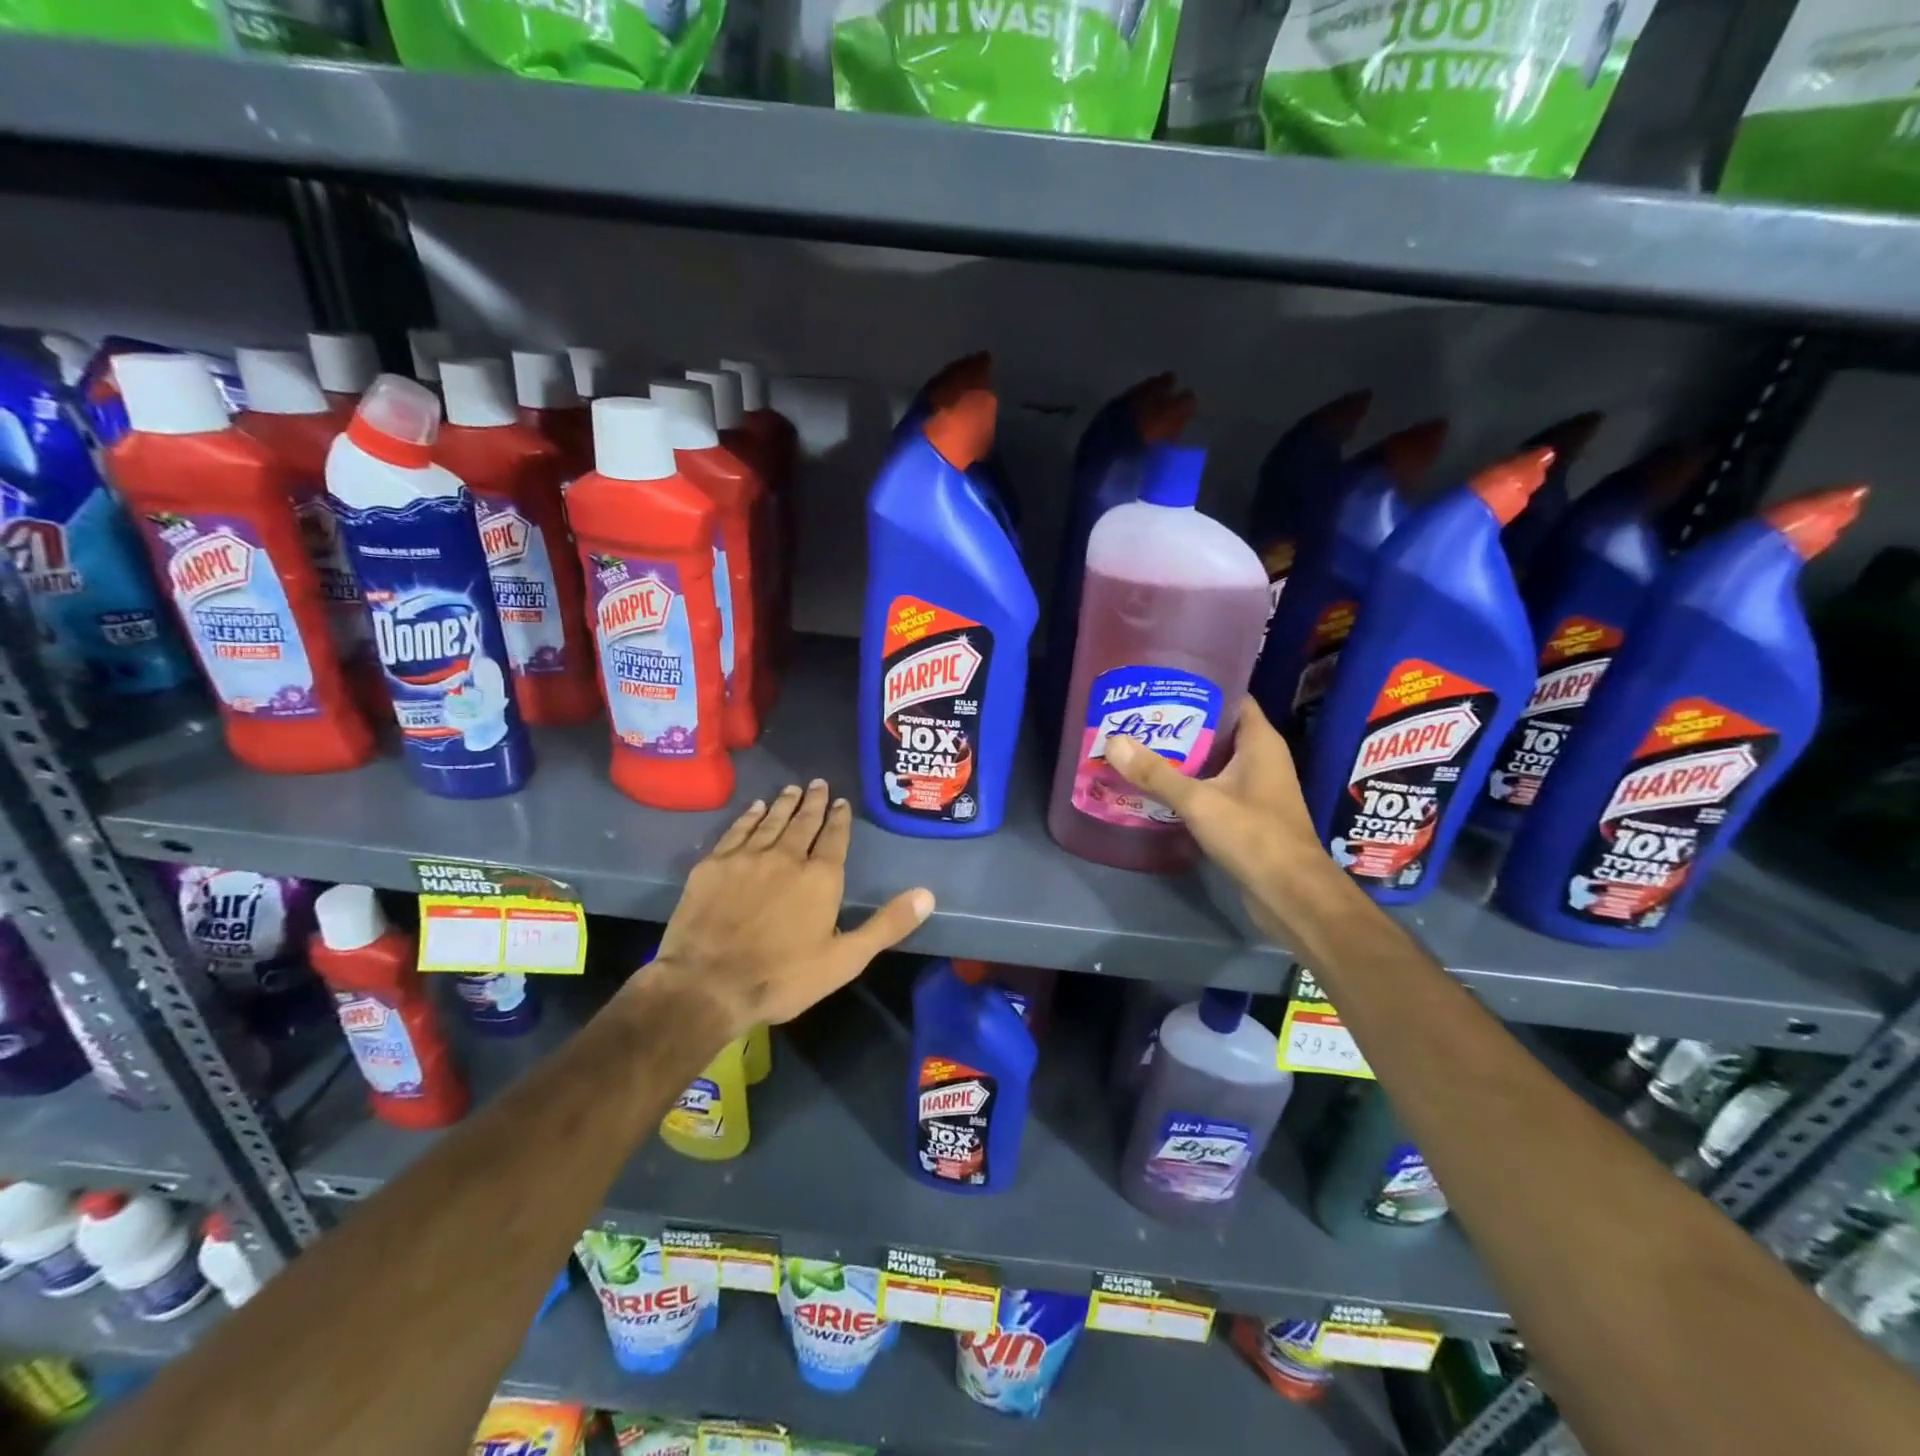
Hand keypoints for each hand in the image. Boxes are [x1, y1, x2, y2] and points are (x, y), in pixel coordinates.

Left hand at [648, 780, 934, 1035]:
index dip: (839, 819)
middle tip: (818, 784)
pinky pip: (737, 830)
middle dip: (813, 803)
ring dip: (784, 804)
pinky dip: (749, 817)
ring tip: (793, 789)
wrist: (707, 985)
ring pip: (771, 821)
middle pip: (803, 823)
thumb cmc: (782, 977)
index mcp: (820, 878)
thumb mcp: (845, 959)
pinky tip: (755, 808)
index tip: (841, 802)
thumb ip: (887, 924)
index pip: (834, 838)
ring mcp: (747, 857)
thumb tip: (928, 894)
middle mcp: (786, 857)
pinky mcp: (714, 865)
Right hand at [1104, 699, 1340, 943]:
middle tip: (1139, 717)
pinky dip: (1188, 784)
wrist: (1291, 894)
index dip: (1200, 688)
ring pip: (1214, 761)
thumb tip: (1113, 741)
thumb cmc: (1254, 836)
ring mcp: (1256, 788)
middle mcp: (1261, 758)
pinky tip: (1156, 786)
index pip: (1232, 698)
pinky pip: (1213, 787)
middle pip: (1217, 729)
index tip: (1161, 685)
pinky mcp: (1247, 814)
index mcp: (1260, 742)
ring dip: (1182, 756)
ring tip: (1139, 747)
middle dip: (1180, 724)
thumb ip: (1156, 773)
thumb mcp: (1199, 801)